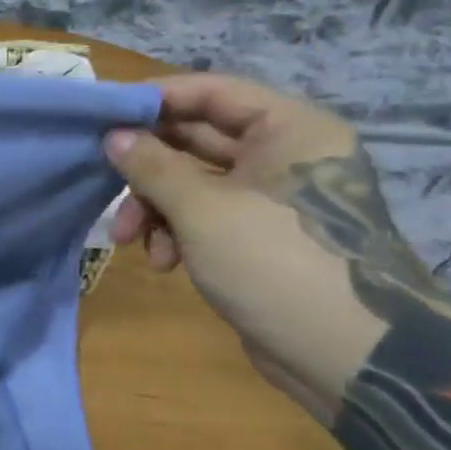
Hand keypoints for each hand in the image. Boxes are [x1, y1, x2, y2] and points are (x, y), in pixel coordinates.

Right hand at [104, 75, 400, 418]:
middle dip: (146, 167)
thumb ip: (152, 166)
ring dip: (154, 206)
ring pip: (193, 182)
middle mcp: (284, 155)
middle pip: (196, 139)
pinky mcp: (259, 236)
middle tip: (104, 183)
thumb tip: (112, 136)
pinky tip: (163, 263)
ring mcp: (273, 198)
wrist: (347, 357)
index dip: (154, 101)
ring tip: (129, 240)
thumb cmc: (275, 262)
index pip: (211, 92)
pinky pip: (205, 216)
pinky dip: (177, 232)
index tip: (103, 119)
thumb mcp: (202, 209)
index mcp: (288, 130)